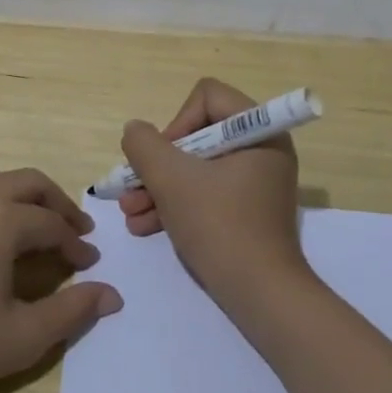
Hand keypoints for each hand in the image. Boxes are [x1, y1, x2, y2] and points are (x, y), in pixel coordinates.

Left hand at [0, 163, 122, 392]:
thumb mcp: (24, 336)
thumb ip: (73, 311)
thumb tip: (113, 295)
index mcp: (0, 220)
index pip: (51, 224)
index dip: (75, 244)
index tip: (90, 264)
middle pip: (25, 183)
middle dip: (55, 204)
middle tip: (72, 231)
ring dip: (10, 191)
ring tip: (22, 220)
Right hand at [118, 78, 313, 311]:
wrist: (260, 295)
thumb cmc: (219, 226)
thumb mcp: (172, 180)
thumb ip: (144, 146)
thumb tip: (135, 131)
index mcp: (258, 131)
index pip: (207, 97)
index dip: (176, 123)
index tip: (161, 159)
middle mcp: (261, 149)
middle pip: (197, 136)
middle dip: (158, 165)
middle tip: (131, 189)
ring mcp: (255, 182)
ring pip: (196, 168)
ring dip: (159, 188)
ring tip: (129, 213)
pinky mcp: (247, 210)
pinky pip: (206, 193)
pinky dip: (176, 205)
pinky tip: (143, 226)